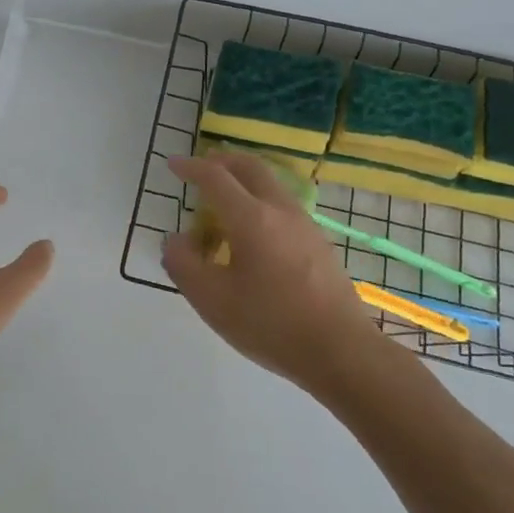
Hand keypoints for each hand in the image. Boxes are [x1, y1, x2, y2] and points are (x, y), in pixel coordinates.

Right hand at [162, 153, 380, 390]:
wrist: (340, 351)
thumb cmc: (270, 324)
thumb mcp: (211, 300)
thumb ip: (183, 264)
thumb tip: (176, 240)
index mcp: (251, 219)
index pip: (215, 178)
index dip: (191, 167)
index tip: (173, 164)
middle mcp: (281, 211)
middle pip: (251, 168)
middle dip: (223, 161)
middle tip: (202, 168)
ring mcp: (305, 226)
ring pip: (271, 185)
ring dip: (244, 181)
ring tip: (224, 201)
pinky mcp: (319, 245)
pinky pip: (283, 207)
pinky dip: (260, 202)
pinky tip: (252, 233)